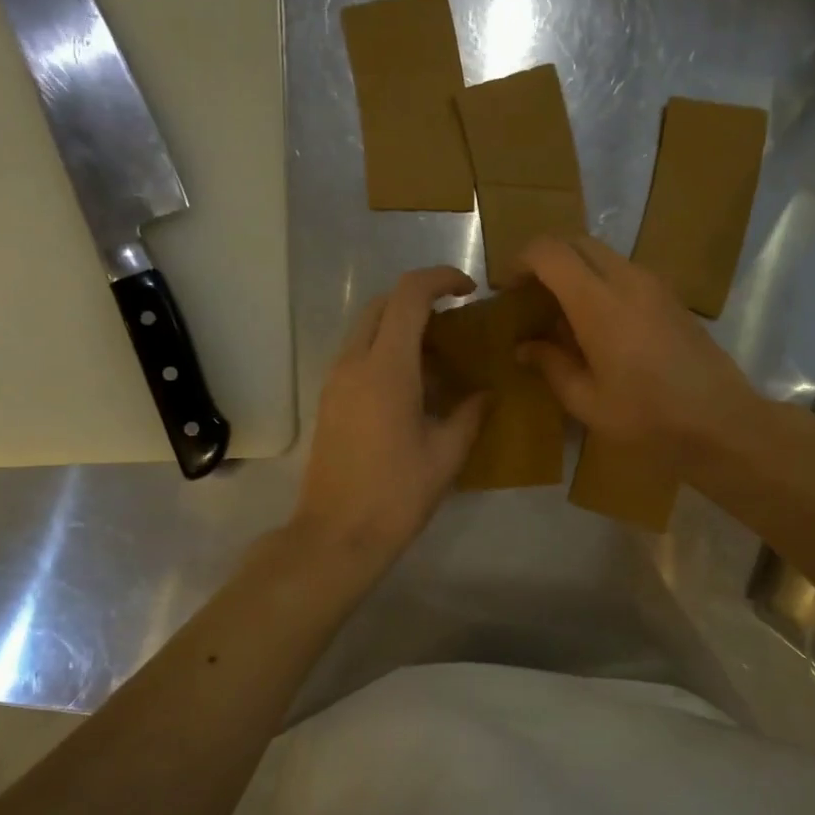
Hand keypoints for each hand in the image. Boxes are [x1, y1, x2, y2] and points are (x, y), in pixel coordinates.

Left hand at [291, 266, 487, 567]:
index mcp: (387, 369)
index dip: (440, 279)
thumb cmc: (397, 495)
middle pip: (382, 304)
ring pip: (367, 328)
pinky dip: (387, 351)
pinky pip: (358, 355)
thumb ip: (470, 414)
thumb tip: (485, 393)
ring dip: (401, 326)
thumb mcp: (446, 454)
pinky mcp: (329, 400)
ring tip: (439, 358)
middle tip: (455, 323)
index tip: (469, 291)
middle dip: (420, 299)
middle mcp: (354, 363)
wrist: (336, 535)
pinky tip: (414, 386)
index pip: (409, 296)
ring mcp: (335, 381)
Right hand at [514, 235, 759, 456]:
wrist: (721, 422)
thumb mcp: (587, 401)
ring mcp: (655, 284)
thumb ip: (551, 365)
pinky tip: (596, 325)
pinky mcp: (672, 297)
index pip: (550, 252)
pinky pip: (625, 272)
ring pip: (603, 255)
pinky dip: (600, 282)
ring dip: (575, 270)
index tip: (506, 290)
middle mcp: (628, 279)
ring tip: (559, 312)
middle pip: (577, 243)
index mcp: (599, 302)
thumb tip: (524, 347)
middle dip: (545, 260)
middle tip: (528, 296)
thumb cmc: (648, 418)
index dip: (520, 261)